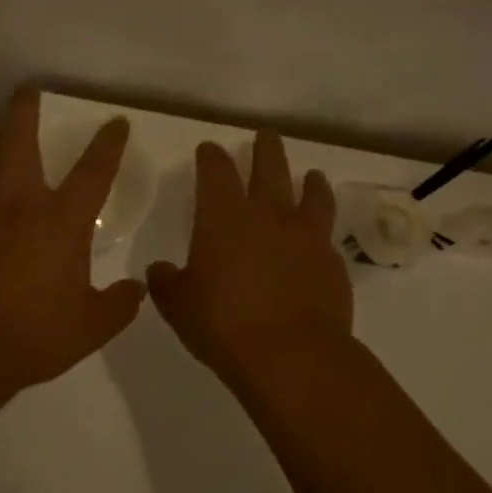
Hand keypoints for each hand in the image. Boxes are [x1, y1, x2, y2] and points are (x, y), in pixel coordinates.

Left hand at [0, 89, 146, 406]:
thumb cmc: (33, 336)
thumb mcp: (90, 328)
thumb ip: (119, 305)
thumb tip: (138, 289)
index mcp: (60, 222)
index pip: (93, 171)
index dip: (108, 143)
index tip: (116, 122)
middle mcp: (16, 205)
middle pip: (19, 141)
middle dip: (24, 110)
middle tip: (27, 90)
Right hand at [147, 131, 353, 388]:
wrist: (292, 356)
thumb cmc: (224, 326)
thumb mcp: (179, 307)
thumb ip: (167, 283)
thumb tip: (159, 269)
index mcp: (224, 217)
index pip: (216, 171)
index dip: (211, 156)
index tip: (209, 149)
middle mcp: (267, 215)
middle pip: (269, 167)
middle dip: (265, 148)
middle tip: (266, 136)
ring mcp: (306, 236)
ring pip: (311, 193)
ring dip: (309, 181)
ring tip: (310, 175)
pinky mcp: (332, 261)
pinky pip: (327, 235)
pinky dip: (321, 230)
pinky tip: (319, 238)